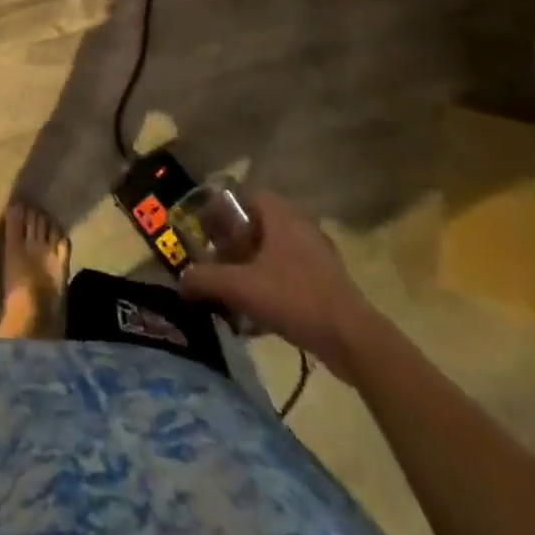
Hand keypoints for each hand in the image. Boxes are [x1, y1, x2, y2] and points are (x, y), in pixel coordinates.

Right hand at [178, 191, 377, 383]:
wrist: (354, 340)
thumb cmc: (295, 298)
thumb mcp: (241, 287)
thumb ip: (206, 279)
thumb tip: (180, 280)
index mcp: (282, 216)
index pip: (248, 194)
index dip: (225, 208)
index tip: (209, 229)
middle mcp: (301, 227)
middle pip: (260, 224)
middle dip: (236, 241)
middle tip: (218, 259)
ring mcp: (319, 255)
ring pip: (276, 250)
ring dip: (254, 264)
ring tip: (235, 287)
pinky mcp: (329, 282)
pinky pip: (292, 272)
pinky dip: (273, 283)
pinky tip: (260, 310)